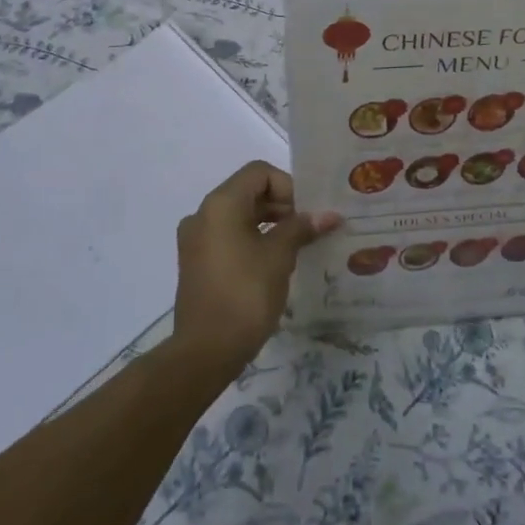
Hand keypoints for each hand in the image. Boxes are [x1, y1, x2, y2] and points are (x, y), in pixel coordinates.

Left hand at [172, 162, 340, 373]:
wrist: (205, 351)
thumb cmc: (245, 294)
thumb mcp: (279, 256)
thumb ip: (302, 228)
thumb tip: (329, 214)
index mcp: (221, 204)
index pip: (259, 173)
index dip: (287, 187)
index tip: (305, 215)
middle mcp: (203, 214)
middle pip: (248, 192)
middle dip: (281, 205)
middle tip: (308, 230)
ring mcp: (196, 239)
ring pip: (239, 216)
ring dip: (269, 223)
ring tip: (296, 247)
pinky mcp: (196, 262)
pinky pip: (229, 237)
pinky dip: (252, 240)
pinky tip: (274, 264)